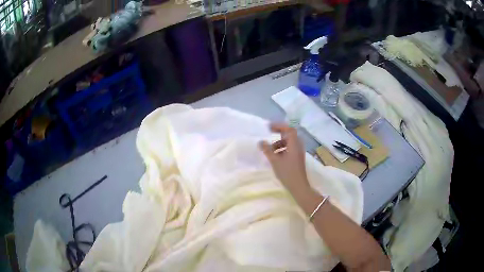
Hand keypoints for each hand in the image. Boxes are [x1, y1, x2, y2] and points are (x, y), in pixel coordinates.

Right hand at [259, 123, 309, 193]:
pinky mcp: (298, 159)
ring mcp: (299, 153)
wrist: (298, 186)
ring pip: (289, 143)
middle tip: (269, 136)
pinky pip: (290, 149)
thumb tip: (261, 141)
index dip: (279, 126)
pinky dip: (282, 149)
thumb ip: (267, 150)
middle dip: (279, 134)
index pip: (289, 129)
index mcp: (294, 144)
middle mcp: (298, 146)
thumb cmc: (287, 172)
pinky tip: (276, 157)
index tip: (269, 127)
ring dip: (280, 143)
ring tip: (270, 150)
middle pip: (289, 135)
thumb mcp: (275, 161)